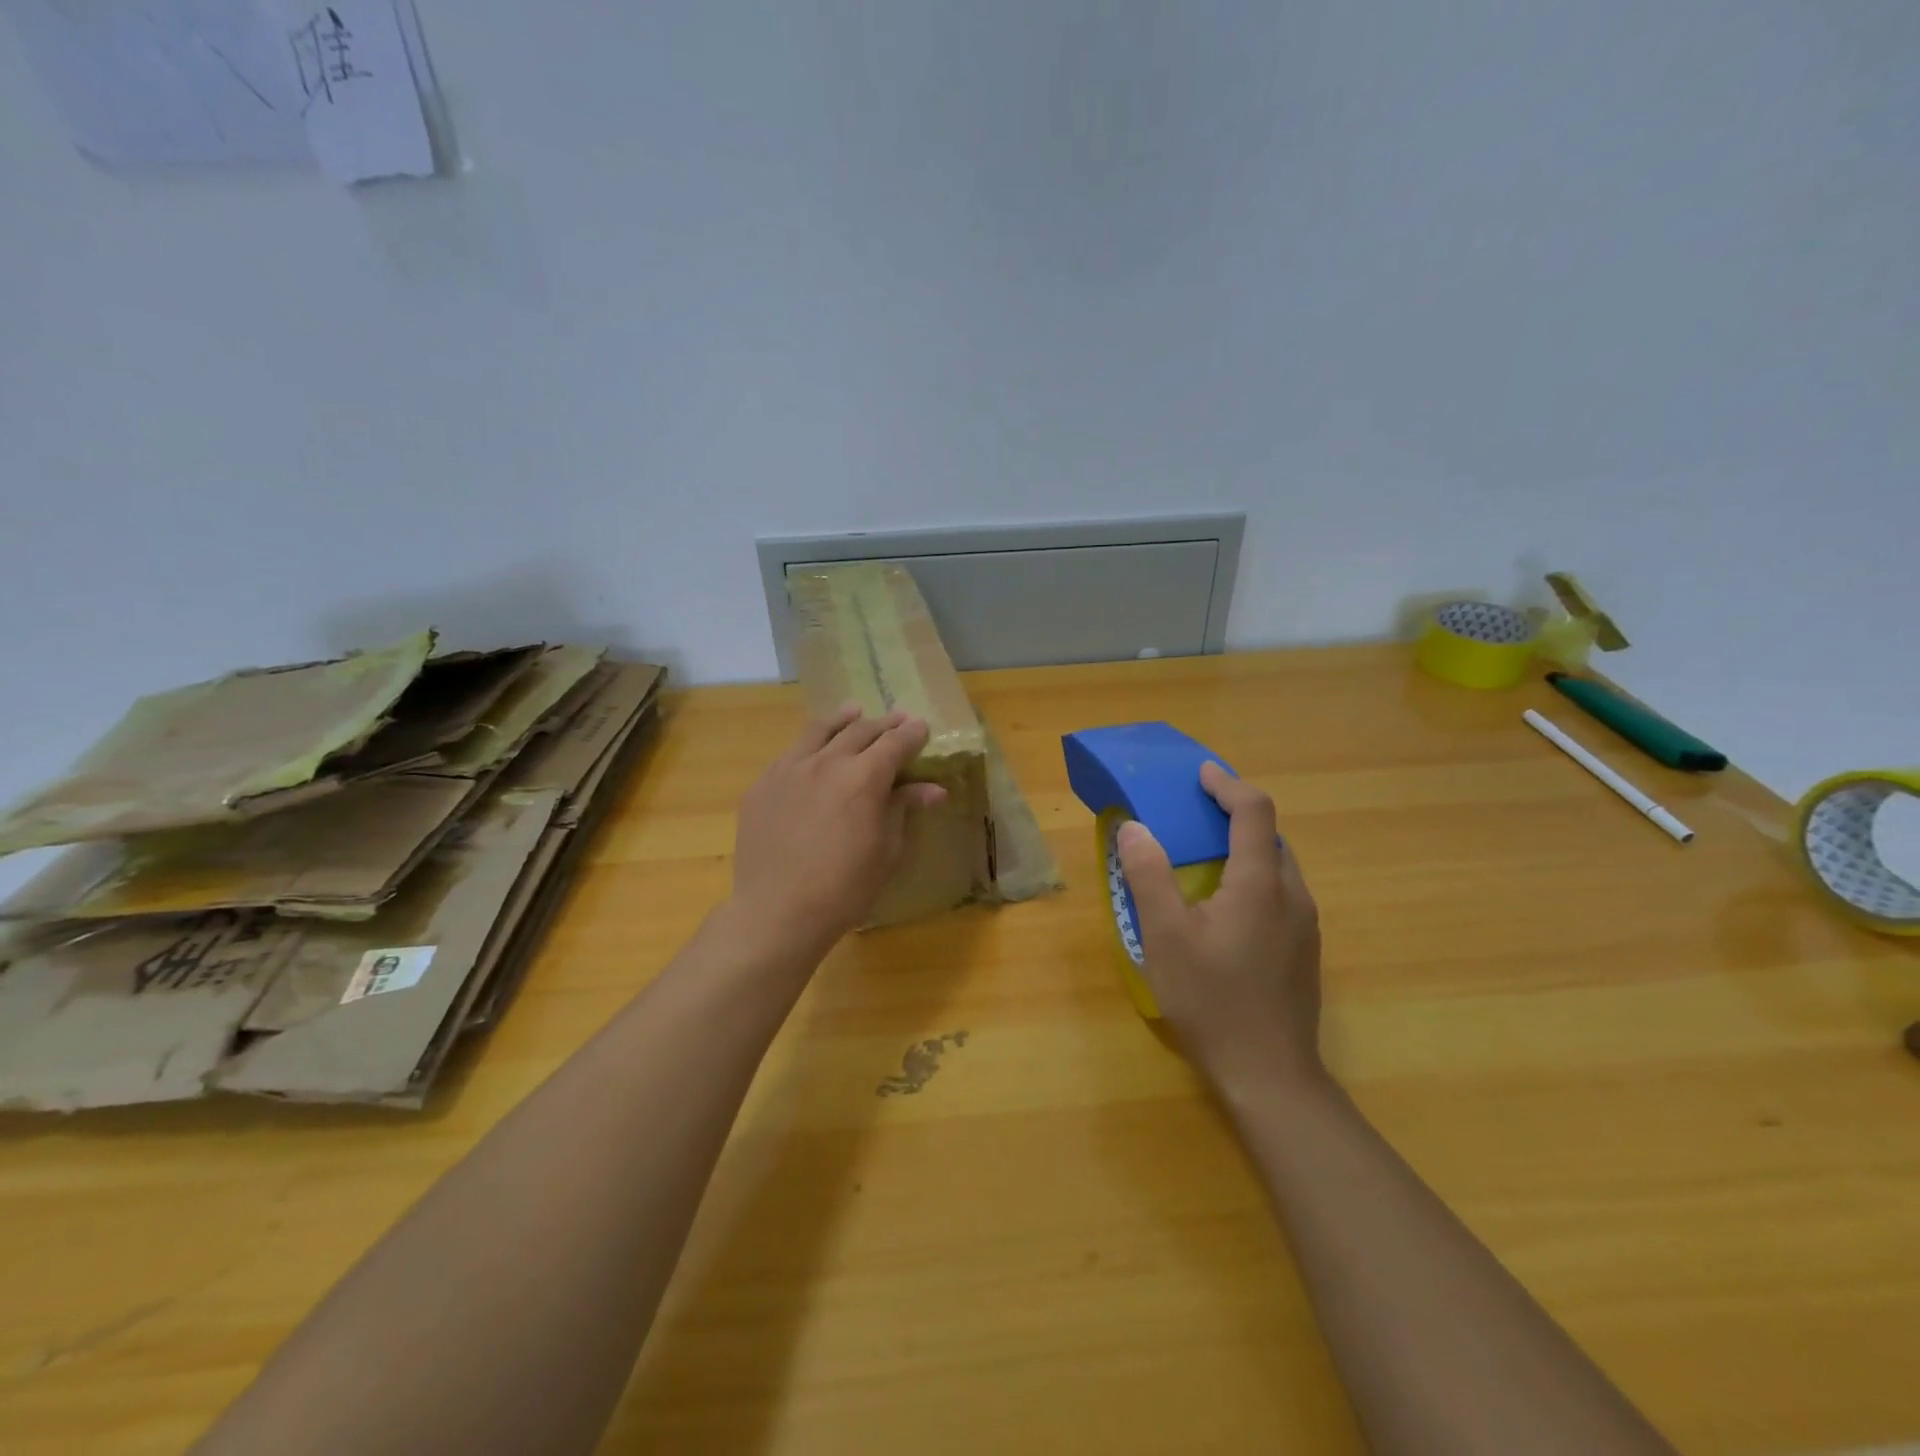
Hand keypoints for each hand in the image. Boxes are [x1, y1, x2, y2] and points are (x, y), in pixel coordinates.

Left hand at [727, 705, 945, 965]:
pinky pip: (790, 754)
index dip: (912, 733)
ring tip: (854, 712)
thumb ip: (903, 809)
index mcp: (864, 778)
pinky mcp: (762, 785)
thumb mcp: (886, 851)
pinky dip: (809, 745)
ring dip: (843, 719)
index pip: (895, 743)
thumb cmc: (845, 888)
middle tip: (897, 719)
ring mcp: (788, 770)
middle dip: (883, 723)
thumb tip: (933, 788)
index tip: (922, 726)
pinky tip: (812, 751)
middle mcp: (826, 762)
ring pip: (819, 731)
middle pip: (860, 730)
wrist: (777, 912)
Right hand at [1116, 761, 1325, 1101]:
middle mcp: (1292, 895)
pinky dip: (1253, 876)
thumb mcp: (1165, 936)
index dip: (1227, 784)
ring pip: (1278, 866)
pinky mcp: (1304, 950)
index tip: (1201, 774)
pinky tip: (1224, 906)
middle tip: (1194, 814)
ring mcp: (1305, 926)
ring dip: (1245, 847)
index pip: (1254, 811)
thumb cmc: (1212, 1001)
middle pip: (1270, 836)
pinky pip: (1280, 893)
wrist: (1270, 1076)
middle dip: (1235, 814)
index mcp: (1260, 883)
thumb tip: (1135, 828)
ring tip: (1205, 855)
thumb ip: (1149, 876)